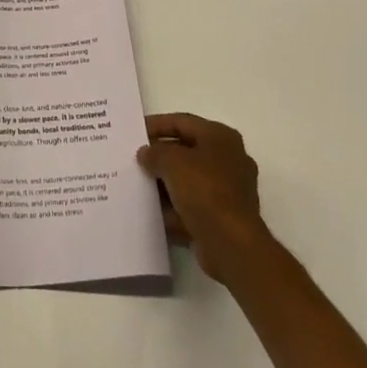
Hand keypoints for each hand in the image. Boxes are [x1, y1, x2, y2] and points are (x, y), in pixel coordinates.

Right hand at [138, 113, 269, 283]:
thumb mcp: (171, 161)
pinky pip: (194, 206)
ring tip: (139, 186)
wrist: (232, 245)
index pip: (182, 122)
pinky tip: (154, 213)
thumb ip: (154, 152)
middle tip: (136, 160)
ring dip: (166, 184)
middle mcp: (229, 160)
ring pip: (189, 181)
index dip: (156, 125)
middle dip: (161, 156)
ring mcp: (229, 191)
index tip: (135, 132)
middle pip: (187, 151)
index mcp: (221, 137)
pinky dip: (175, 209)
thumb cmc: (204, 191)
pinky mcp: (224, 218)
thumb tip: (146, 154)